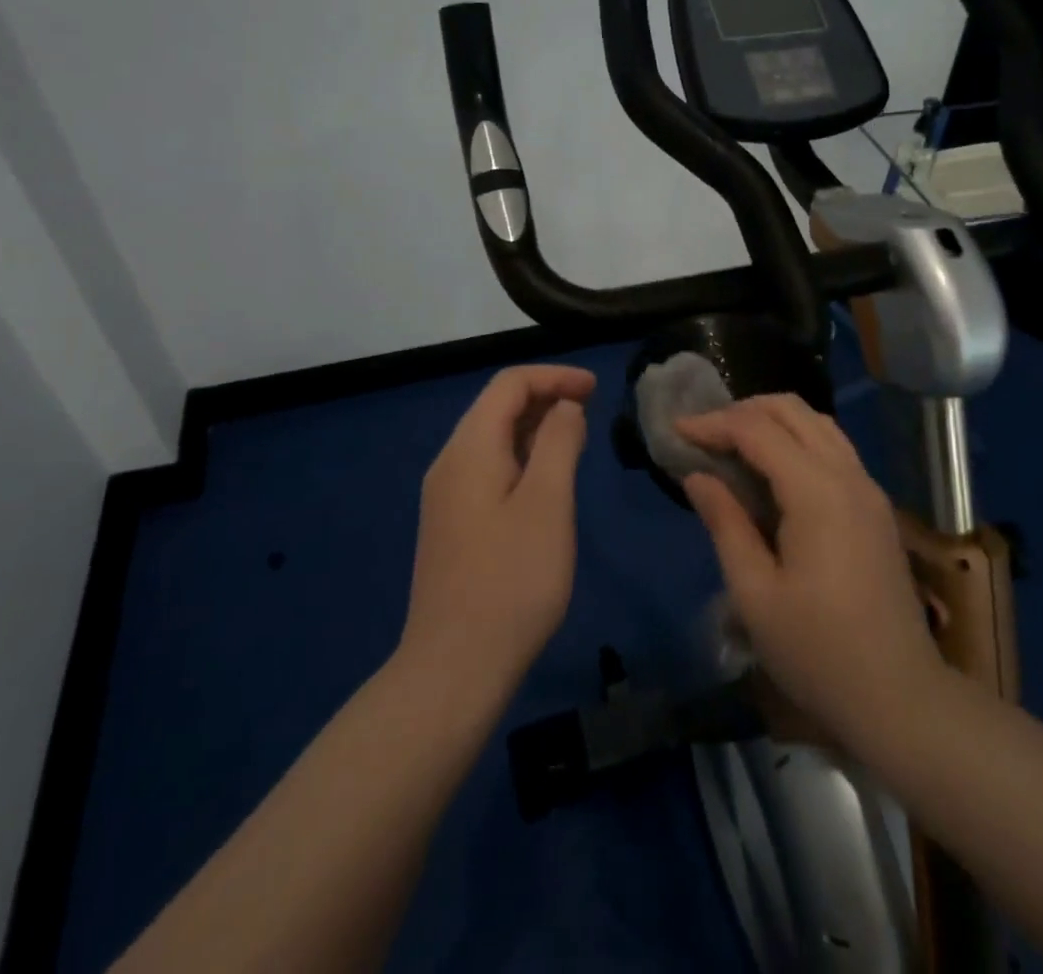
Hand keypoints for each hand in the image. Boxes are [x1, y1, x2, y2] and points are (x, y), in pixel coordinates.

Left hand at [398, 364, 594, 700]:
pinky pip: (488, 468)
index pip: (509, 384)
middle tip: (592, 409)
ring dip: (535, 427)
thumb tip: (565, 406)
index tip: (596, 388)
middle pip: (497, 406)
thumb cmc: (511, 580)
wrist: (454, 666)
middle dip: (545, 396)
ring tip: (577, 437)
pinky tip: (547, 479)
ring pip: (493, 438)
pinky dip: (522, 456)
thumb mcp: (548, 503)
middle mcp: (450, 462)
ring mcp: (446, 495)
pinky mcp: (452, 523)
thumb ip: (559, 443)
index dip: (554, 376)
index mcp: (470, 448)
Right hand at [678, 395, 940, 758]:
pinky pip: (833, 447)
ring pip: (817, 423)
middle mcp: (848, 475)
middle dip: (743, 410)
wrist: (902, 700)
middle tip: (704, 434)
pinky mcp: (876, 507)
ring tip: (732, 444)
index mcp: (817, 492)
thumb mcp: (755, 594)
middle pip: (793, 410)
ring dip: (772, 420)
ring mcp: (868, 489)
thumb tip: (697, 477)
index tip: (675, 431)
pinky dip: (797, 440)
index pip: (757, 430)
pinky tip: (772, 470)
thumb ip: (725, 524)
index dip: (713, 423)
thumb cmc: (818, 653)